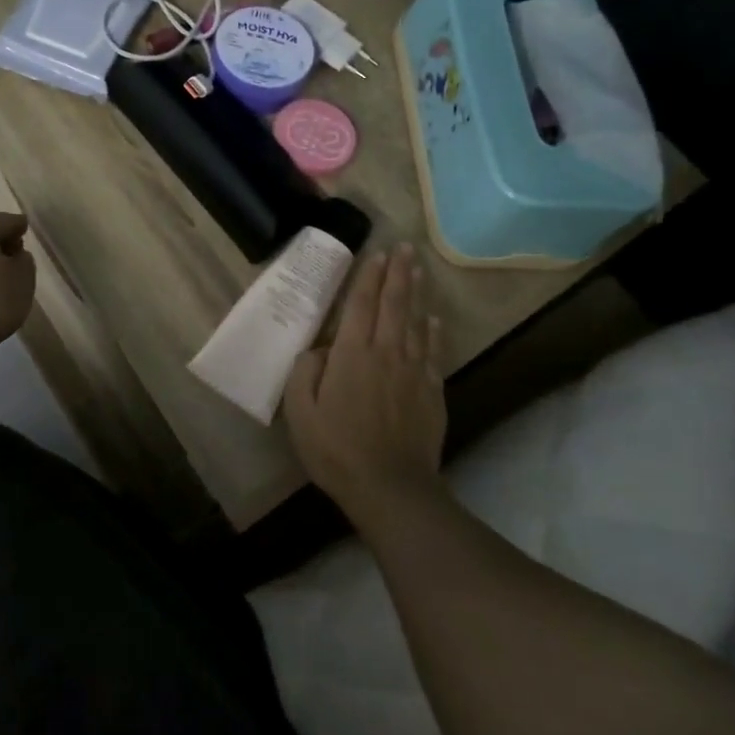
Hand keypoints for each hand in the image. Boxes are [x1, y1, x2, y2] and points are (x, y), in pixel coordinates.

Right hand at [284, 243, 445, 522]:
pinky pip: (432, 352)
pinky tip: (434, 320)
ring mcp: (413, 371)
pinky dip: (433, 332)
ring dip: (416, 293)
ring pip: (416, 322)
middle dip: (398, 273)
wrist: (390, 486)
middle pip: (393, 304)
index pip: (361, 305)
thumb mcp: (300, 411)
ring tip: (418, 269)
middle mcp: (386, 353)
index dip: (368, 278)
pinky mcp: (431, 392)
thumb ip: (305, 371)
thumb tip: (319, 349)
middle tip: (404, 247)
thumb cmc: (336, 448)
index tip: (377, 254)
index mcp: (352, 354)